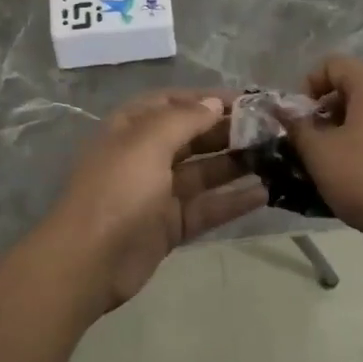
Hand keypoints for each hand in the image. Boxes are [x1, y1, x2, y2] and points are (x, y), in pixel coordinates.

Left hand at [44, 89, 267, 310]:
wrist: (87, 262)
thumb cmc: (117, 190)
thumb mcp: (147, 142)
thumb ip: (184, 118)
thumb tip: (214, 103)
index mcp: (132, 128)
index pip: (174, 102)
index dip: (207, 98)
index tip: (247, 100)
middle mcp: (146, 155)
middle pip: (193, 136)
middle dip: (228, 131)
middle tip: (270, 130)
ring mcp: (158, 192)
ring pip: (204, 172)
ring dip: (236, 163)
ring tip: (274, 157)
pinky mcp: (170, 225)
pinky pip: (207, 207)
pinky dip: (233, 200)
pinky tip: (264, 193)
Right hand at [280, 56, 362, 257]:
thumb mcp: (320, 153)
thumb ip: (297, 127)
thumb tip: (284, 112)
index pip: (334, 64)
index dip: (309, 84)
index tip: (300, 117)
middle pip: (349, 90)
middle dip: (322, 113)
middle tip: (309, 142)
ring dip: (339, 134)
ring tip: (325, 164)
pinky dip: (359, 149)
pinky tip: (350, 179)